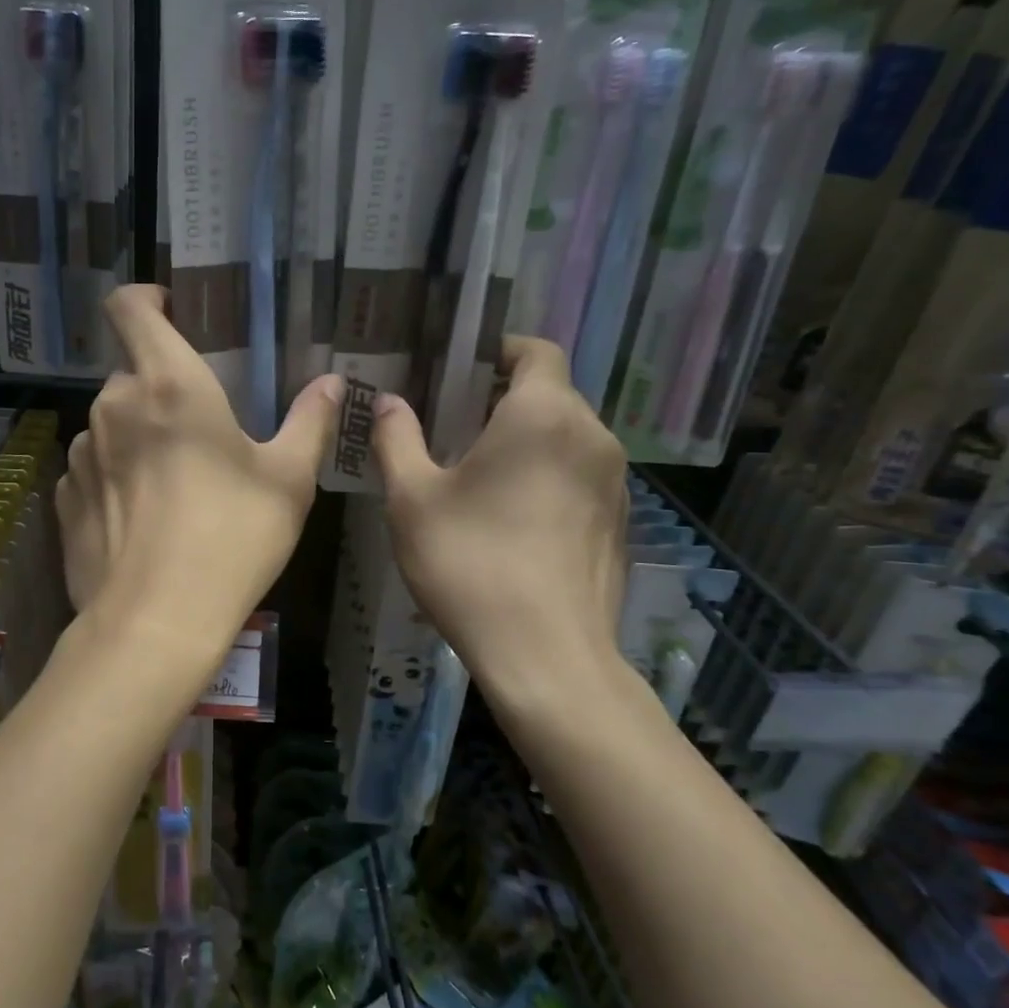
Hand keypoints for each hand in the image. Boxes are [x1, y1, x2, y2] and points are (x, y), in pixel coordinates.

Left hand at [56, 286, 341, 662]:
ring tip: (175, 484)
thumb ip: (309, 422)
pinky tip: (144, 520)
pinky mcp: (65, 498)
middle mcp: (113, 406)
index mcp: (168, 384)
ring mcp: (81, 452)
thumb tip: (331, 383)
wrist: (155, 624)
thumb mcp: (288, 480)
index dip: (146, 298)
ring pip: (112, 423)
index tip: (173, 311)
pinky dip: (116, 477)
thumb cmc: (232, 539)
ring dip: (139, 436)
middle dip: (164, 389)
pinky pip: (93, 468)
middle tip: (202, 430)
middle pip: (133, 373)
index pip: (130, 306)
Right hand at [373, 337, 630, 712]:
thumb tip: (388, 403)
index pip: (537, 351)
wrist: (546, 657)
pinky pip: (581, 477)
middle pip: (552, 394)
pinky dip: (549, 477)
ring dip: (527, 440)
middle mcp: (592, 436)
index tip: (462, 371)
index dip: (501, 351)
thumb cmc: (470, 564)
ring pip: (568, 437)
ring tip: (479, 473)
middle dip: (505, 398)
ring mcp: (615, 483)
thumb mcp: (412, 499)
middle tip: (454, 424)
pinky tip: (512, 519)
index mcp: (544, 415)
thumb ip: (396, 439)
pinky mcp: (620, 525)